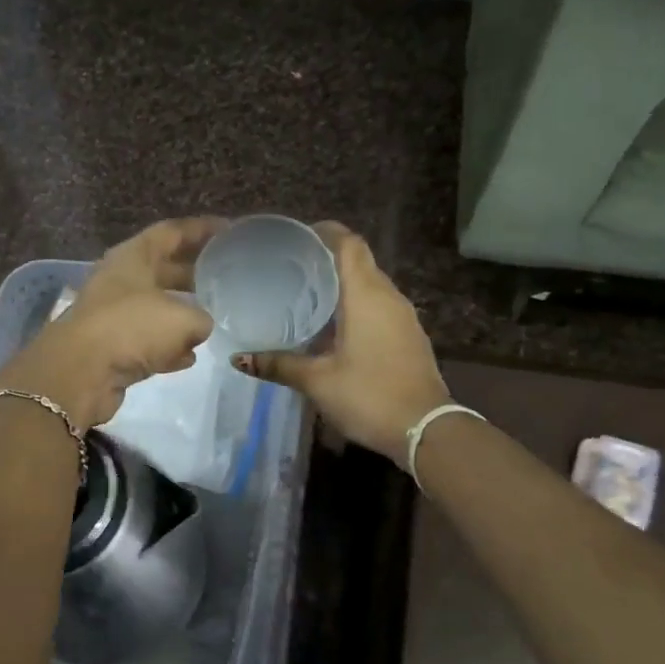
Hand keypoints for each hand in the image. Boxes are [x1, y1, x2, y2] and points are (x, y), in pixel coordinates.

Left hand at [0, 217, 224, 429]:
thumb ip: (202, 318)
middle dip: (194, 273)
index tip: (230, 230)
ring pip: (156, 307)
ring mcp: (113, 315)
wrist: (81, 372)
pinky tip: (188, 357)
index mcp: (133, 257)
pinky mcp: (111, 347)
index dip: (202, 229)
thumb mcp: (182, 318)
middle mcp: (121, 280)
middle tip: (226, 277)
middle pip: (164, 269)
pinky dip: (166, 348)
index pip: (172, 232)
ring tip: (212, 318)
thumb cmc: (132, 327)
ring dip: (181, 313)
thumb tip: (201, 325)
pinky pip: (146, 342)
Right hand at [233, 222, 448, 467]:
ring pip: (370, 285)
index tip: (295, 239)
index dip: (324, 233)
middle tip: (290, 269)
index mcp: (366, 295)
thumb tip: (238, 358)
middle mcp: (388, 296)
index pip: (349, 244)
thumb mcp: (317, 381)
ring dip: (342, 284)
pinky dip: (356, 305)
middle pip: (359, 261)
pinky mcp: (409, 336)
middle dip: (326, 259)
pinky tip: (333, 326)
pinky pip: (379, 306)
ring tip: (306, 295)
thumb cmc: (369, 395)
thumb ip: (278, 364)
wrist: (425, 430)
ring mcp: (403, 316)